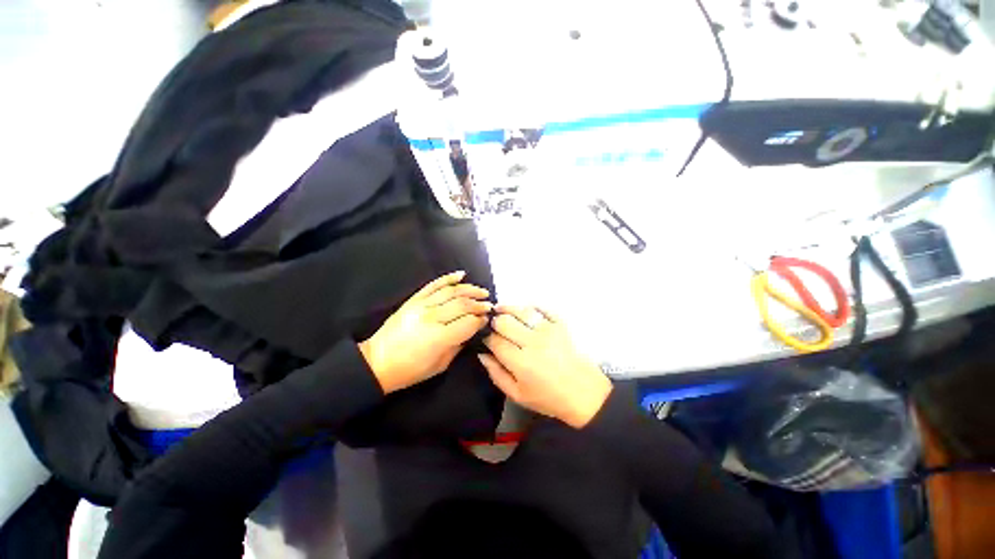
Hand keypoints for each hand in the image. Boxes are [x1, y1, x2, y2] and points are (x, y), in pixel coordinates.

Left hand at [359, 271, 490, 393]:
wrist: (377, 362)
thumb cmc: (410, 370)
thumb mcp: (440, 365)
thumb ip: (459, 345)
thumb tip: (473, 330)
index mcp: (439, 337)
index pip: (469, 322)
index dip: (481, 319)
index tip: (487, 319)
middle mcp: (432, 317)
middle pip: (463, 304)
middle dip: (479, 304)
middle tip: (489, 305)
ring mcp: (421, 305)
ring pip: (451, 291)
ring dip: (470, 289)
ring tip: (482, 291)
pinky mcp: (413, 299)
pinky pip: (434, 284)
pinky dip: (449, 278)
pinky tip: (462, 274)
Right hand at [479, 306, 611, 428]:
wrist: (584, 393)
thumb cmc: (548, 397)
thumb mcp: (517, 395)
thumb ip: (496, 374)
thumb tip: (483, 354)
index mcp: (520, 362)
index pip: (495, 341)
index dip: (486, 337)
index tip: (484, 337)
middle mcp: (532, 342)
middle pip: (505, 322)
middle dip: (494, 321)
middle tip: (492, 324)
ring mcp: (548, 330)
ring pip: (521, 311)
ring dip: (507, 308)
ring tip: (501, 309)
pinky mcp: (560, 324)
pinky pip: (542, 308)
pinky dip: (530, 306)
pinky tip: (524, 310)